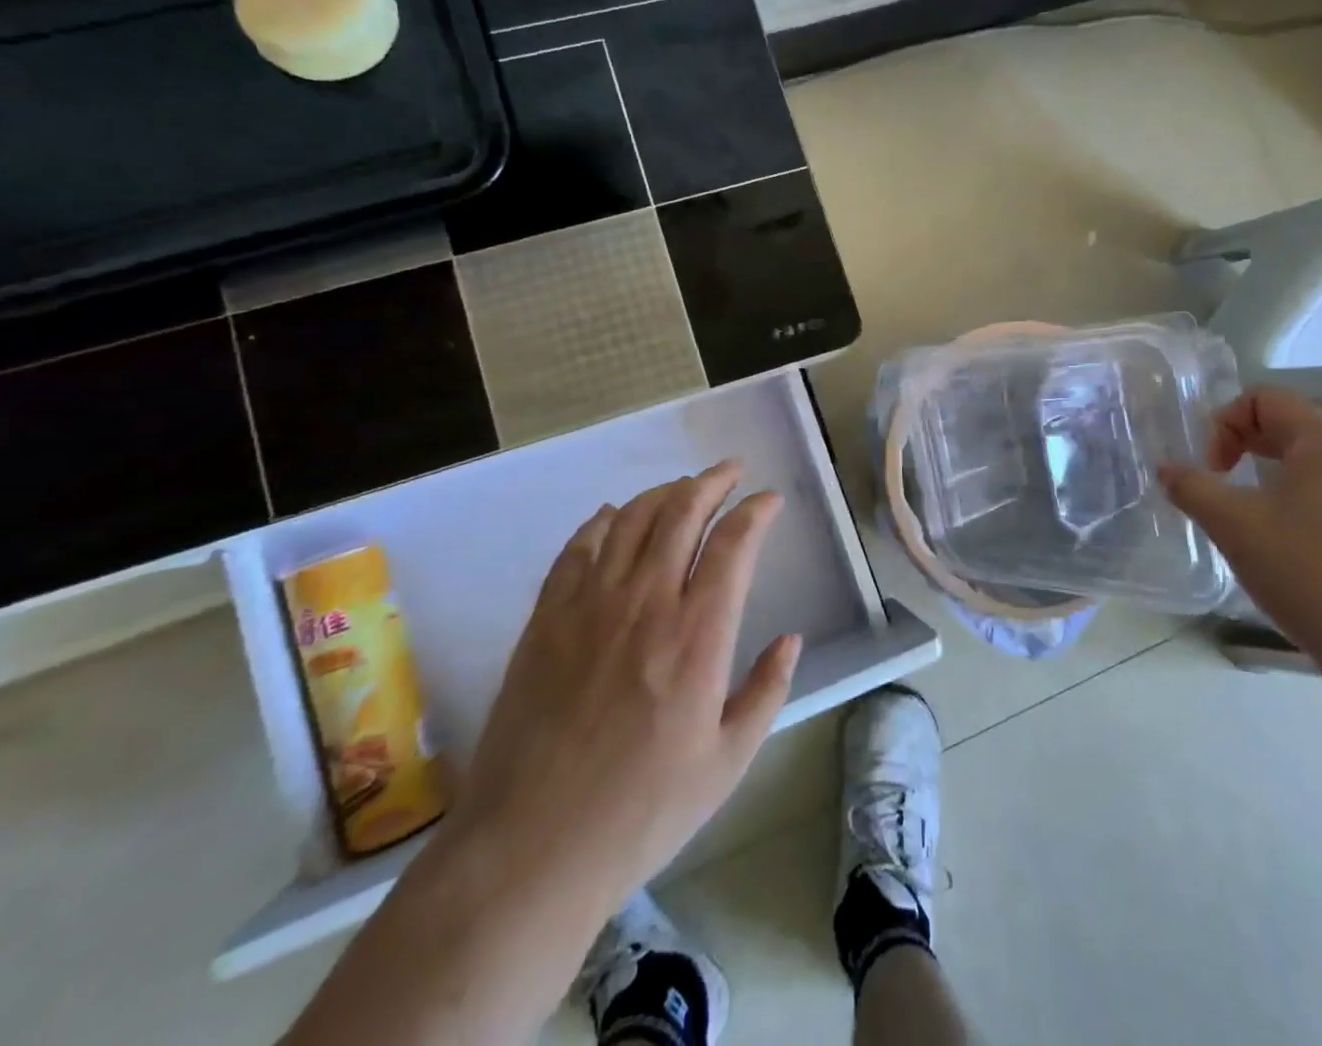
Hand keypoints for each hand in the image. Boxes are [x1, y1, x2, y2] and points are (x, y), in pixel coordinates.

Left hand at [454, 461, 801, 919]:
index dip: (756, 510)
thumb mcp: (728, 763)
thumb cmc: (642, 813)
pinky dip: (601, 522)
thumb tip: (791, 639)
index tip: (770, 500)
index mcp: (697, 635)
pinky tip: (613, 517)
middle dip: (712, 482)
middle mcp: (645, 602)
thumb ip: (766, 691)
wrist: (530, 850)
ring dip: (663, 493)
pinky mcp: (546, 619)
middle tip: (730, 471)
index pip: (734, 543)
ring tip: (682, 488)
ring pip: (630, 519)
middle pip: (682, 512)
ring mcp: (589, 606)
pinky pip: (577, 548)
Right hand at [1159, 386, 1321, 669]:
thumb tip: (1165, 469)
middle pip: (1298, 415)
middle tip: (1230, 467)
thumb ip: (1190, 486)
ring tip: (1254, 495)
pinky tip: (1289, 527)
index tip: (1212, 469)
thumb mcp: (1231, 523)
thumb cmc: (1302, 569)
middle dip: (1254, 433)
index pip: (1264, 399)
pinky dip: (1306, 484)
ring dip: (1280, 458)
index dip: (1224, 425)